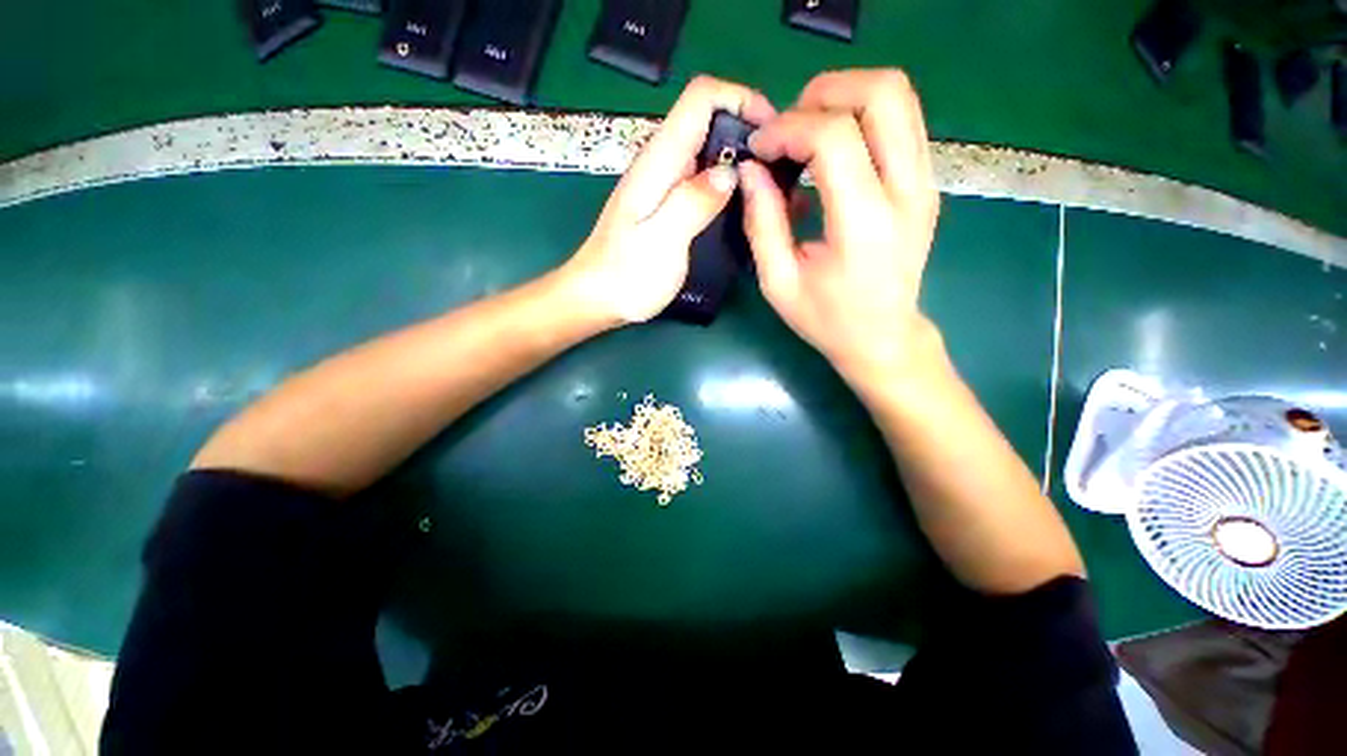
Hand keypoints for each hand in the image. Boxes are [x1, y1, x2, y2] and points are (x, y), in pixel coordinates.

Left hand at [561, 76, 776, 323]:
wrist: (597, 298)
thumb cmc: (626, 276)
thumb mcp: (662, 241)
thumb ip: (693, 202)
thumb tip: (729, 173)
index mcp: (659, 162)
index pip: (702, 97)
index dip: (742, 99)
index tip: (772, 134)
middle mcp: (662, 164)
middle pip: (710, 120)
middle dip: (749, 133)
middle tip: (779, 171)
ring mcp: (665, 185)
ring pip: (710, 152)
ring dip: (742, 162)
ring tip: (770, 192)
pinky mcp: (668, 205)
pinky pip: (704, 181)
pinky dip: (728, 186)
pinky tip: (744, 210)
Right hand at [740, 69, 940, 383]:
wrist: (883, 338)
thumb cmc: (826, 319)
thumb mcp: (779, 282)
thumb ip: (762, 223)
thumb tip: (750, 170)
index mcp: (863, 223)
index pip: (834, 137)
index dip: (788, 129)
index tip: (760, 148)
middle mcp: (905, 191)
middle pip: (883, 92)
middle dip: (825, 93)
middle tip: (788, 126)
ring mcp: (924, 183)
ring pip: (899, 97)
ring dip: (846, 98)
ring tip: (807, 131)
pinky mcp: (926, 183)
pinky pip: (901, 122)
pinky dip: (862, 117)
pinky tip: (832, 150)